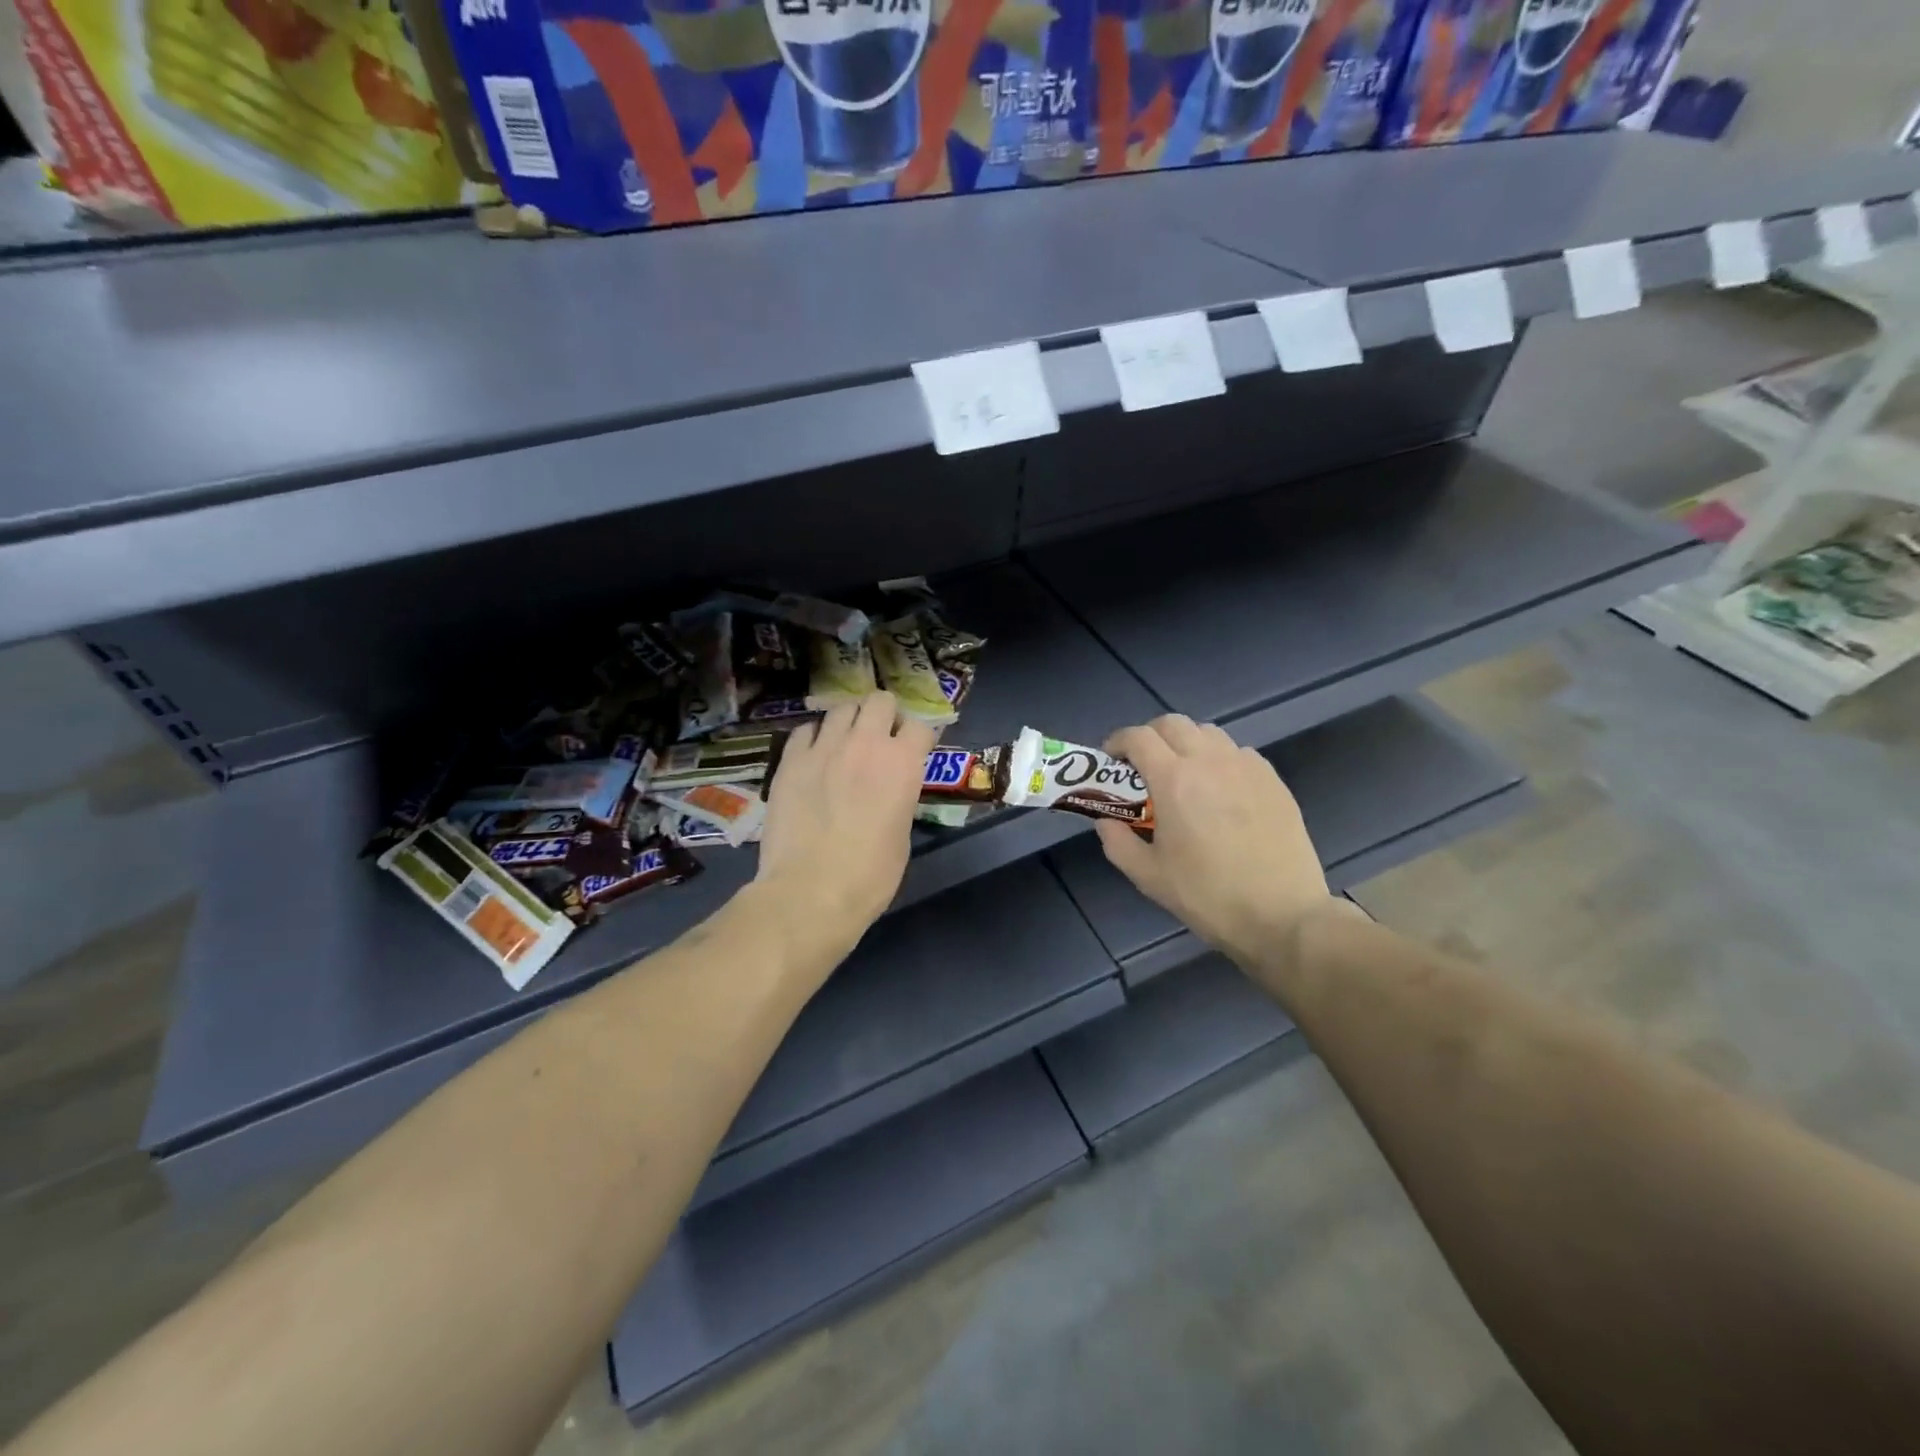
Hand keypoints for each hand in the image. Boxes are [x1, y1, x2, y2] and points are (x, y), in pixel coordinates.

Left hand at [755, 692, 936, 956]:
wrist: (811, 891)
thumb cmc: (870, 875)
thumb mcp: (902, 833)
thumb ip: (899, 796)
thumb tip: (889, 789)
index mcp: (903, 763)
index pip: (921, 726)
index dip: (919, 738)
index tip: (915, 750)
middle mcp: (866, 743)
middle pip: (880, 701)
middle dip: (884, 715)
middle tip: (880, 738)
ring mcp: (824, 747)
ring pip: (841, 708)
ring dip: (849, 722)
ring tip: (844, 743)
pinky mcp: (790, 759)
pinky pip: (805, 730)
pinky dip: (814, 737)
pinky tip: (813, 756)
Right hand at [1096, 715, 1344, 965]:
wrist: (1282, 915)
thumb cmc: (1208, 896)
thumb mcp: (1148, 876)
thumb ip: (1117, 841)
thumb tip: (1106, 821)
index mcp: (1174, 780)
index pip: (1138, 737)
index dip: (1118, 742)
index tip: (1111, 761)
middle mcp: (1209, 761)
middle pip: (1172, 724)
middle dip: (1150, 737)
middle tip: (1143, 766)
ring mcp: (1246, 766)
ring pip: (1208, 733)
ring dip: (1186, 744)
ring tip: (1183, 775)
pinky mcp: (1273, 779)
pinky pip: (1238, 752)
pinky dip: (1219, 759)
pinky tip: (1220, 791)